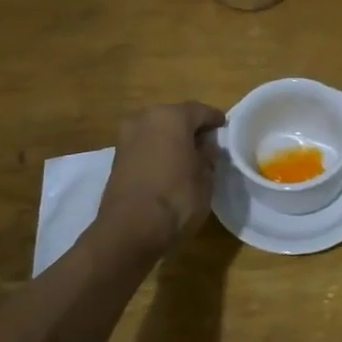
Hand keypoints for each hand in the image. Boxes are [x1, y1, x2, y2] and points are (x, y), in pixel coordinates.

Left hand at [96, 102, 225, 252]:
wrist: (130, 229)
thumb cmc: (177, 197)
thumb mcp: (205, 178)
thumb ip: (207, 157)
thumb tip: (206, 148)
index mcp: (172, 116)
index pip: (200, 111)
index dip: (215, 119)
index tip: (224, 128)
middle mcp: (146, 118)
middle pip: (174, 117)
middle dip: (190, 128)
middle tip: (206, 143)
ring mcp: (127, 137)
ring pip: (156, 131)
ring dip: (171, 140)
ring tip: (187, 157)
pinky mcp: (116, 158)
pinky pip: (144, 146)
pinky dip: (157, 151)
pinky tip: (168, 166)